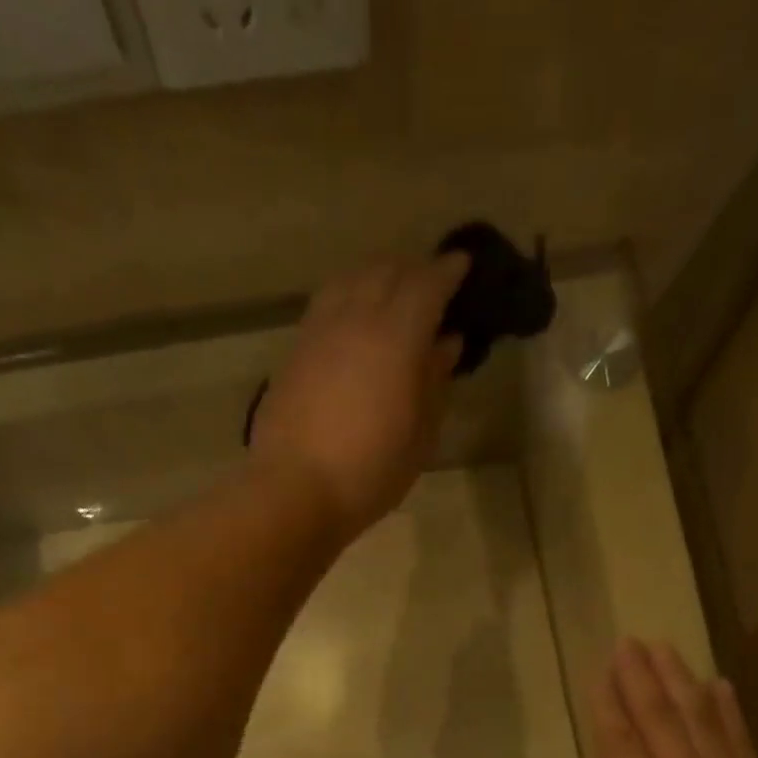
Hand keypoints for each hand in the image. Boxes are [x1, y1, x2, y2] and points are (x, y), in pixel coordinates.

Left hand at [250, 254, 469, 535]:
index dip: (449, 271)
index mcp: (396, 336)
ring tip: (391, 296)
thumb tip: (446, 343)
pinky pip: (327, 303)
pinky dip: (348, 297)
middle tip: (431, 285)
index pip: (428, 283)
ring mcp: (319, 330)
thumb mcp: (418, 437)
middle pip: (387, 270)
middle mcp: (356, 317)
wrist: (293, 490)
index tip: (464, 266)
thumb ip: (434, 383)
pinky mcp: (295, 350)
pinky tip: (354, 320)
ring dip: (377, 277)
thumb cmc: (368, 473)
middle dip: (414, 269)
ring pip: (351, 278)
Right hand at [578, 640, 757, 757]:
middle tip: (628, 643)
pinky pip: (740, 741)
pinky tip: (719, 684)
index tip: (601, 672)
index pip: (619, 740)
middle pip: (658, 718)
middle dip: (639, 678)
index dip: (609, 704)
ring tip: (664, 648)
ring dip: (679, 680)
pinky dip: (728, 710)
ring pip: (698, 719)